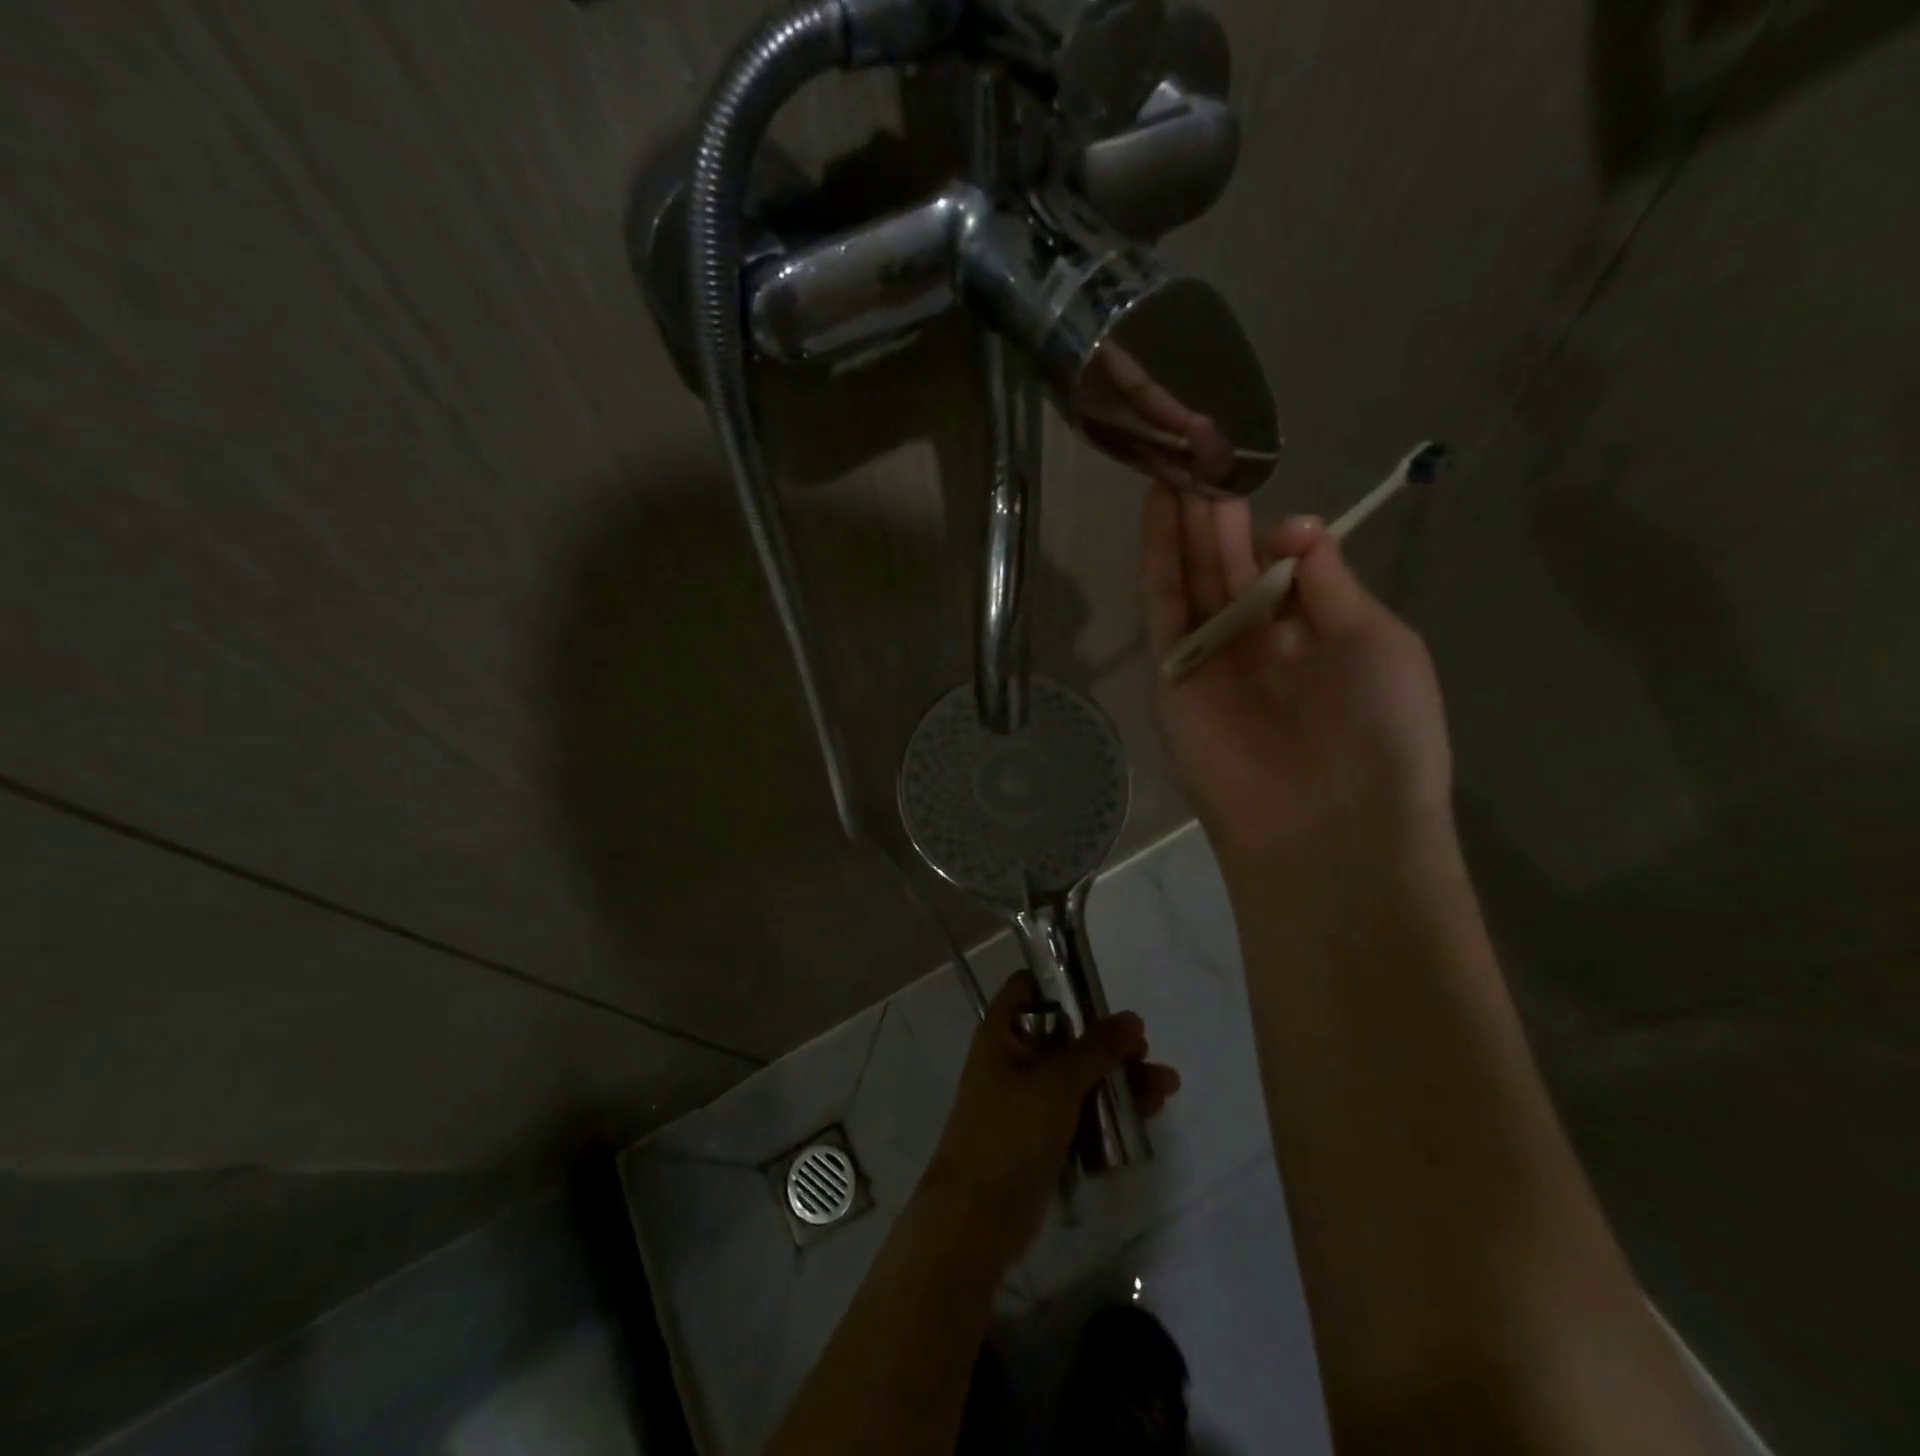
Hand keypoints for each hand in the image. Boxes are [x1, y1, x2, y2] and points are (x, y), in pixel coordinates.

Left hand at [922, 972, 1179, 1269]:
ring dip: (1119, 1078)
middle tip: (1146, 1052)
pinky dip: (1109, 1110)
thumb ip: (1097, 1048)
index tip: (1103, 994)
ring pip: (1079, 1075)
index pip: (1029, 987)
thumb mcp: (1057, 1082)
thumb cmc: (1011, 1132)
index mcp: (1003, 1032)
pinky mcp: (1043, 1135)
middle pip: (1066, 1034)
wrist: (977, 1218)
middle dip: (1109, 1042)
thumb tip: (1131, 1018)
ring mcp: (1028, 1099)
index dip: (1061, 982)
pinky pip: (1081, 1110)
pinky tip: (1147, 1115)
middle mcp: (1014, 1058)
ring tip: (1166, 1088)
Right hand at [1141, 483, 1453, 873]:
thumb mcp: (1376, 639)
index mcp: (1315, 638)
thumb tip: (1294, 524)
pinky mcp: (1170, 677)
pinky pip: (1162, 610)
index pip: (1282, 570)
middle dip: (1217, 514)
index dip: (1271, 528)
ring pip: (1191, 580)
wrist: (1326, 822)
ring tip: (1177, 461)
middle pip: (1229, 568)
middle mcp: (1258, 645)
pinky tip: (1157, 511)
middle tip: (1203, 449)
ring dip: (1184, 525)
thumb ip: (1330, 582)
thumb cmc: (1378, 730)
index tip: (1259, 485)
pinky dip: (1157, 561)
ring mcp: (1210, 661)